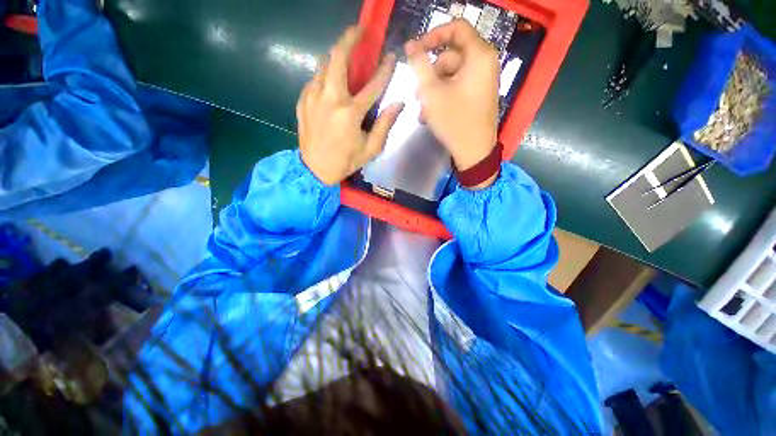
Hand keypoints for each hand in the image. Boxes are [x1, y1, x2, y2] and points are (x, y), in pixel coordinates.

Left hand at [297, 26, 403, 185]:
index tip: (391, 57)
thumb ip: (385, 124)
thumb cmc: (345, 161)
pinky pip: (314, 79)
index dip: (385, 69)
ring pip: (323, 64)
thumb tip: (398, 104)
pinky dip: (325, 76)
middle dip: (349, 39)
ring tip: (345, 56)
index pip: (373, 85)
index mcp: (350, 113)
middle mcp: (330, 99)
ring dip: (335, 56)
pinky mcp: (302, 101)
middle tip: (359, 31)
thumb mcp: (370, 149)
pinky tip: (330, 83)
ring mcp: (313, 97)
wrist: (314, 169)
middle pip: (337, 58)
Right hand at [405, 20, 499, 182]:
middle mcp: (484, 64)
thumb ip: (419, 65)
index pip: (456, 28)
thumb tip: (410, 45)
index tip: (415, 50)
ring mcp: (482, 81)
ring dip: (433, 90)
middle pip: (451, 55)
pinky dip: (443, 97)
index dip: (433, 34)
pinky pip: (457, 87)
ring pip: (451, 75)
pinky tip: (431, 114)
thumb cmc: (454, 121)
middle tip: (417, 93)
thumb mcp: (431, 92)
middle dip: (430, 73)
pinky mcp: (478, 96)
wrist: (474, 152)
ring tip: (423, 110)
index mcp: (479, 55)